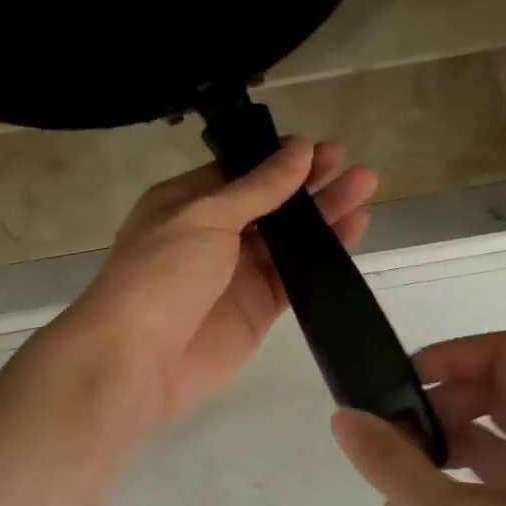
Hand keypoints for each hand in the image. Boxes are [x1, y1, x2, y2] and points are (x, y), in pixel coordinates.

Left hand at [55, 138, 375, 425]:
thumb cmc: (162, 273)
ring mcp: (238, 271)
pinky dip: (325, 254)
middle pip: (270, 202)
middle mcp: (213, 233)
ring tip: (365, 186)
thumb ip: (257, 188)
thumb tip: (297, 150)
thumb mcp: (204, 216)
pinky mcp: (258, 307)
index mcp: (187, 203)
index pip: (240, 173)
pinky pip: (297, 275)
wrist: (139, 358)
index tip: (318, 147)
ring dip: (324, 213)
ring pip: (289, 237)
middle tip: (349, 162)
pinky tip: (354, 230)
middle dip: (308, 182)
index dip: (278, 159)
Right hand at [331, 331, 505, 505]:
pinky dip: (467, 477)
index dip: (451, 354)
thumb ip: (392, 464)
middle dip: (442, 400)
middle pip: (502, 390)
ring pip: (504, 436)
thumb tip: (345, 417)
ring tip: (398, 476)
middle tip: (396, 432)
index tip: (404, 383)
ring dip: (449, 441)